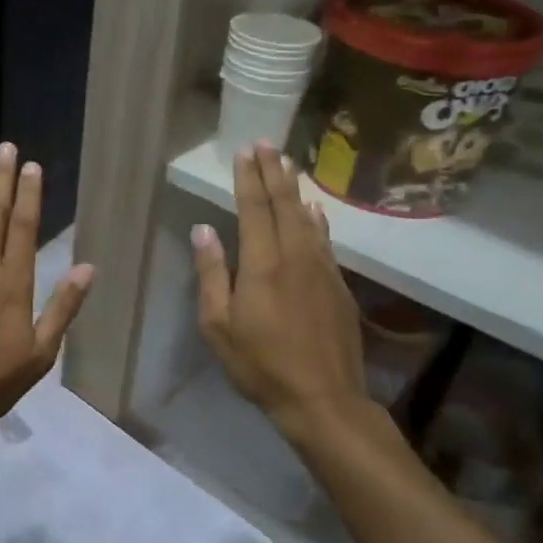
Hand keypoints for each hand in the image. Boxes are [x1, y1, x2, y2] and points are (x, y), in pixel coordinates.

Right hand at [193, 142, 370, 452]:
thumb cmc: (260, 364)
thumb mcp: (218, 324)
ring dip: (295, 189)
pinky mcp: (339, 286)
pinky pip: (325, 240)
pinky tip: (314, 210)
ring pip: (308, 218)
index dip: (248, 178)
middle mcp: (296, 256)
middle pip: (284, 204)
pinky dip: (317, 219)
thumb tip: (203, 230)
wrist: (324, 398)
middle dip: (274, 171)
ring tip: (289, 164)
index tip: (245, 151)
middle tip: (267, 144)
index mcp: (262, 264)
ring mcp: (322, 269)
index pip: (254, 209)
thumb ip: (211, 273)